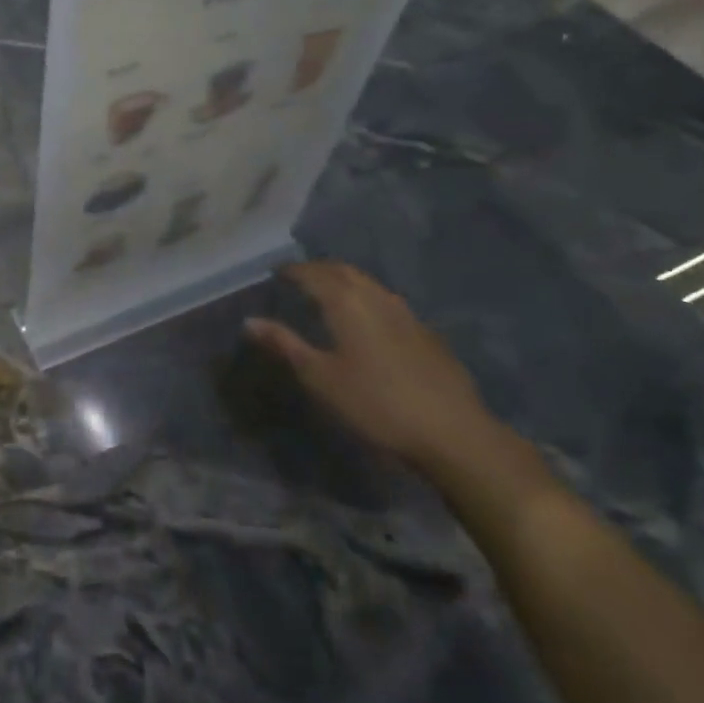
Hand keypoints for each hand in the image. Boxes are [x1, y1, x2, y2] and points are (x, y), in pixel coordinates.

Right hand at [246, 261, 502, 473]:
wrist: (453, 433)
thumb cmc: (375, 404)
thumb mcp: (320, 378)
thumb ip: (285, 345)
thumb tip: (250, 321)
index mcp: (346, 302)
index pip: (312, 274)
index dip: (292, 271)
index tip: (275, 273)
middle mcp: (376, 297)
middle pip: (343, 271)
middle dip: (319, 269)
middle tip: (299, 277)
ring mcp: (406, 313)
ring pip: (369, 284)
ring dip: (345, 280)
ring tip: (329, 293)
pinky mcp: (426, 333)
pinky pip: (387, 301)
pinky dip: (367, 298)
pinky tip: (367, 320)